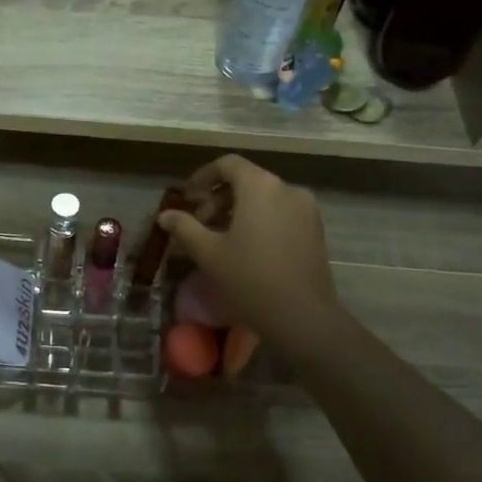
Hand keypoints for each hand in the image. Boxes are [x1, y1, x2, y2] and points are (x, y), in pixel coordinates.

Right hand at [158, 156, 333, 339]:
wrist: (302, 316)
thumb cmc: (250, 278)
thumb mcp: (208, 253)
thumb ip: (184, 227)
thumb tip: (165, 215)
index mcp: (260, 186)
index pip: (228, 164)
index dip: (204, 176)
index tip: (189, 196)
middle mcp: (287, 189)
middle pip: (247, 180)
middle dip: (219, 198)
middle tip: (200, 224)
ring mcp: (306, 209)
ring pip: (265, 197)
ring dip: (239, 210)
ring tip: (221, 238)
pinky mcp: (316, 230)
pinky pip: (281, 212)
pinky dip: (261, 219)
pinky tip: (248, 247)